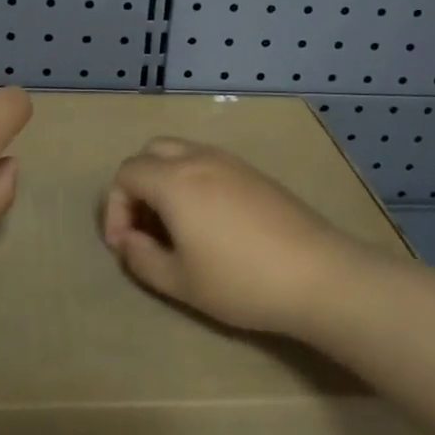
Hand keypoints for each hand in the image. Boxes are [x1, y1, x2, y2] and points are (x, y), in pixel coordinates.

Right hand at [101, 138, 365, 336]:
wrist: (319, 275)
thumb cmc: (241, 281)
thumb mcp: (180, 282)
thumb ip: (141, 258)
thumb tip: (127, 241)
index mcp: (174, 180)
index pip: (126, 174)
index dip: (115, 208)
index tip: (125, 245)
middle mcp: (198, 159)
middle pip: (150, 152)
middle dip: (137, 185)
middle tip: (145, 226)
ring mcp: (230, 161)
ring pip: (181, 153)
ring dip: (165, 180)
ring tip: (174, 224)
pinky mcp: (254, 173)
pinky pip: (208, 162)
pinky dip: (192, 180)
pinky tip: (208, 220)